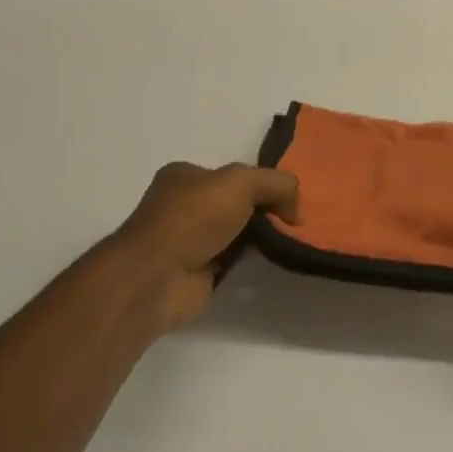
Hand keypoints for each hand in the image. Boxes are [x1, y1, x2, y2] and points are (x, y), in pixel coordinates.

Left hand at [110, 161, 300, 331]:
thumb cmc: (193, 218)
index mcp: (185, 175)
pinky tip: (270, 260)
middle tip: (294, 221)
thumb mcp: (241, 182)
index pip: (233, 175)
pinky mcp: (196, 271)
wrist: (158, 277)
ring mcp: (189, 239)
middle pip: (236, 203)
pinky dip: (250, 259)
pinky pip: (233, 259)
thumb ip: (276, 184)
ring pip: (236, 232)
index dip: (262, 183)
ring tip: (290, 241)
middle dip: (264, 210)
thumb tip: (295, 210)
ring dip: (259, 236)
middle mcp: (184, 205)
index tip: (289, 199)